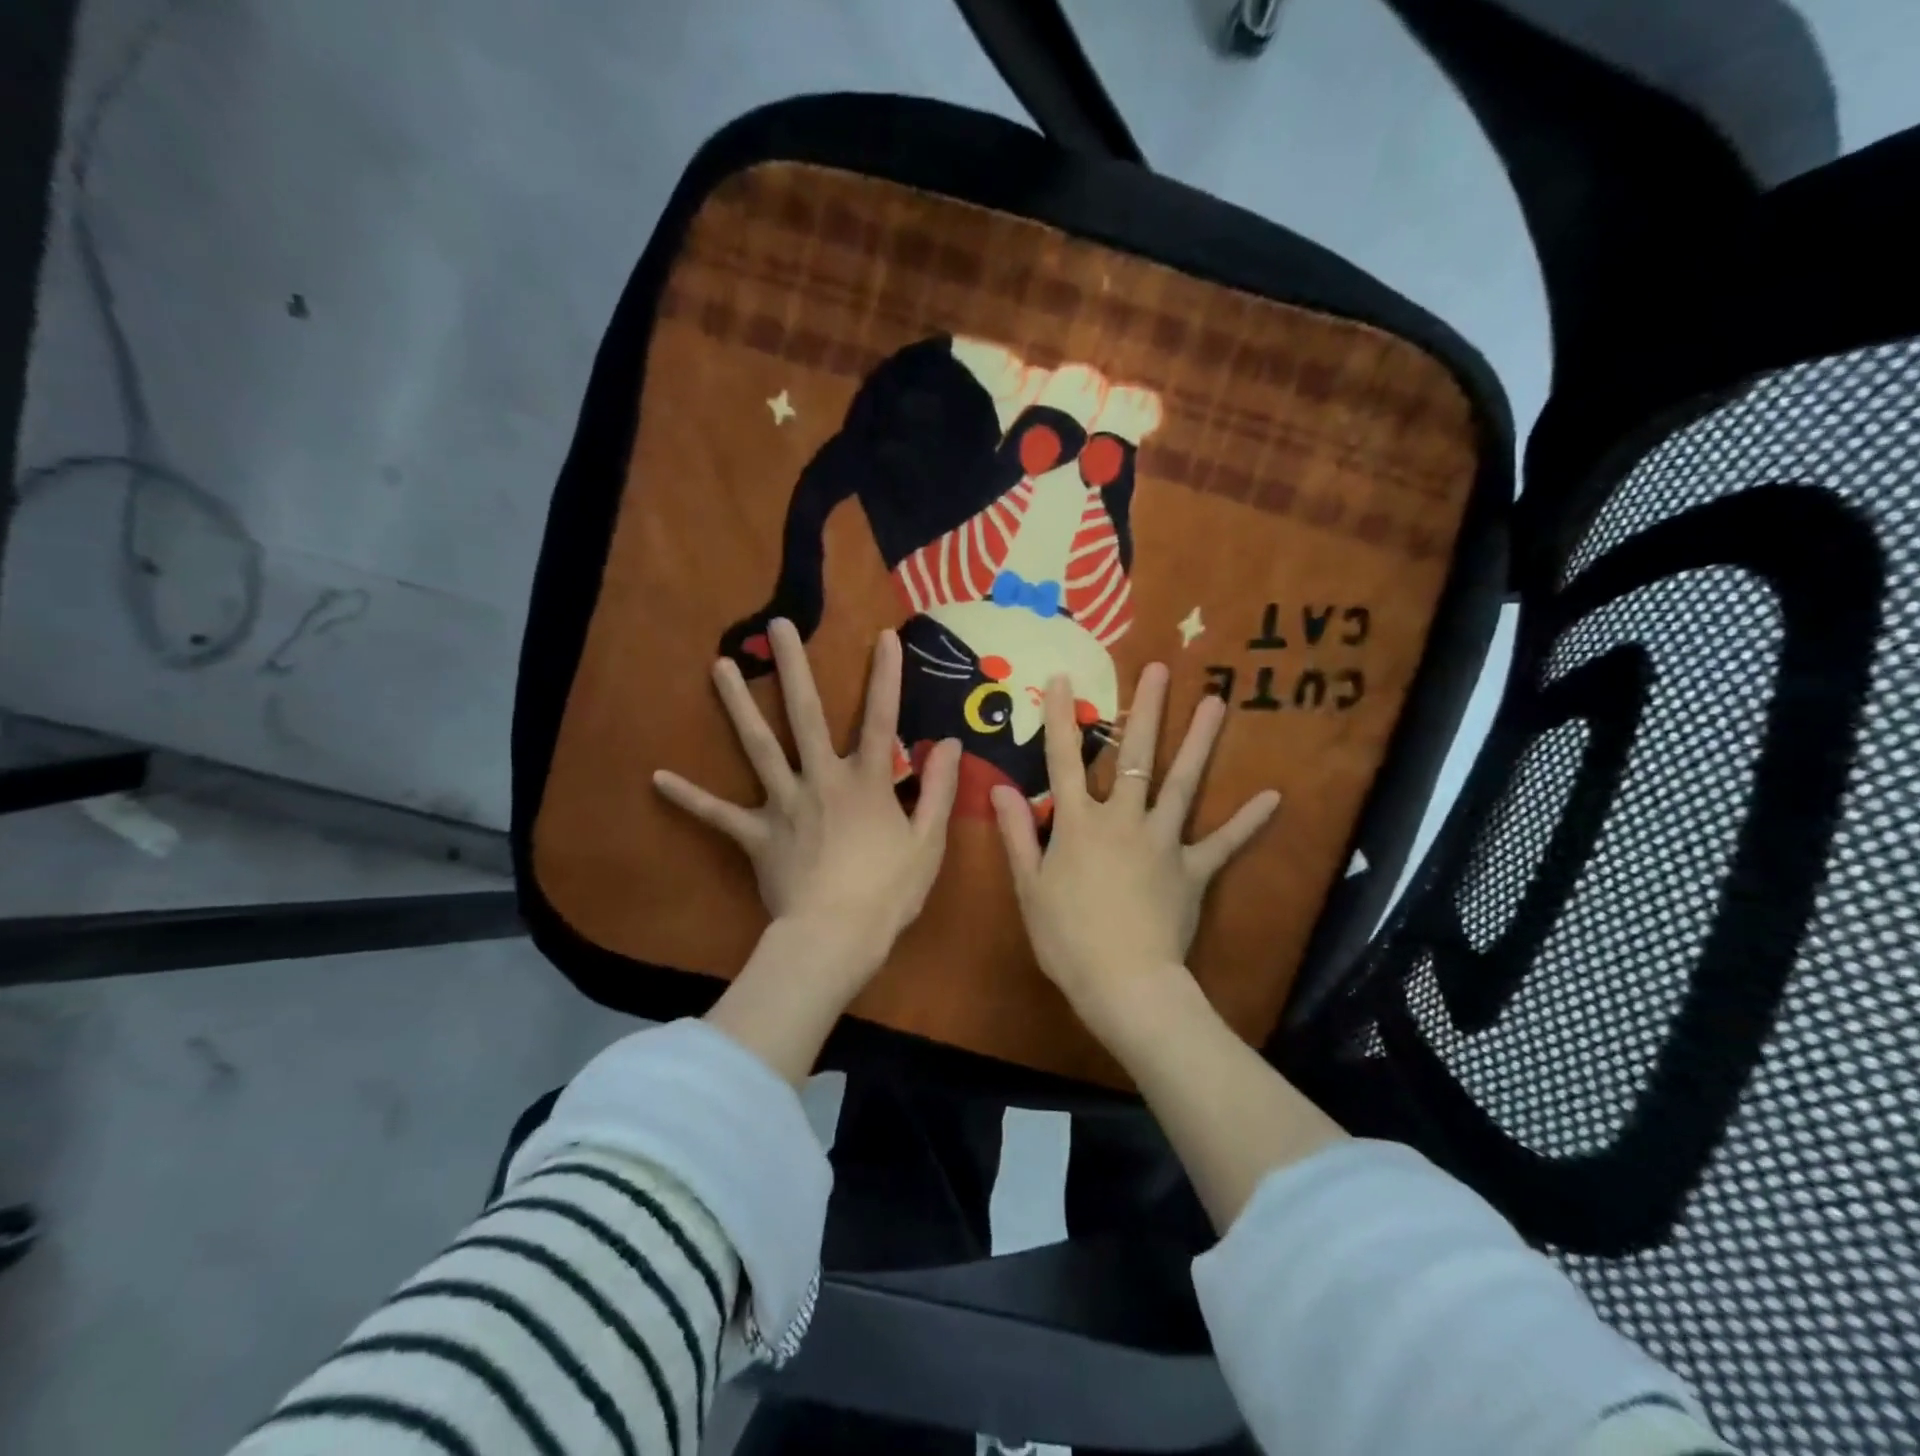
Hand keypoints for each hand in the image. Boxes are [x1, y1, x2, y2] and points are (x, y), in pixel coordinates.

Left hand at [654, 619, 961, 989]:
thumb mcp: (928, 841)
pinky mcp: (756, 834)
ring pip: (757, 746)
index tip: (883, 635)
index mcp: (866, 782)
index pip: (881, 718)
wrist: (837, 935)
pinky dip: (689, 797)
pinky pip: (717, 814)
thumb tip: (951, 743)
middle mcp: (821, 779)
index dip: (886, 676)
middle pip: (805, 715)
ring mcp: (783, 804)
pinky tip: (657, 777)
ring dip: (738, 704)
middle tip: (777, 625)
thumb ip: (939, 789)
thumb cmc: (889, 891)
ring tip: (721, 665)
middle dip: (793, 667)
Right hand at [990, 663, 1279, 1039]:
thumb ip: (1015, 833)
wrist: (1123, 982)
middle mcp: (1123, 819)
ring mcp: (1163, 842)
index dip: (1063, 718)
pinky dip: (1248, 821)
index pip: (1064, 760)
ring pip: (1182, 783)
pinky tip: (1274, 796)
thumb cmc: (1066, 937)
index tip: (1065, 678)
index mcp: (1078, 823)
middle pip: (1135, 756)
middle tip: (1159, 669)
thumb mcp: (1029, 886)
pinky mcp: (1193, 870)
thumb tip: (999, 787)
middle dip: (1145, 710)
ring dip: (1199, 741)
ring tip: (1215, 702)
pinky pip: (1223, 843)